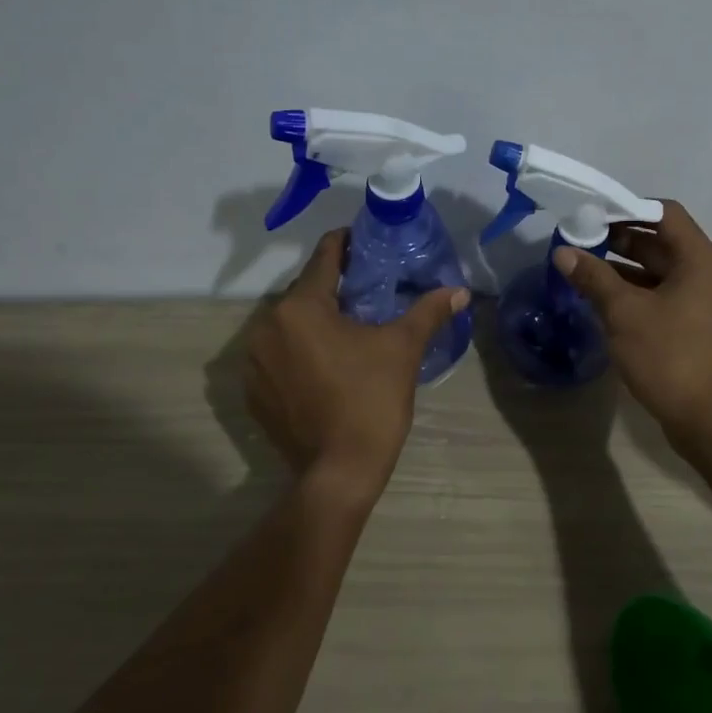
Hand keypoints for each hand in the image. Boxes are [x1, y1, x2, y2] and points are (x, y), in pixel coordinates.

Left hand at [245, 229, 469, 495]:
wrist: (340, 470)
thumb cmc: (372, 401)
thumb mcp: (403, 349)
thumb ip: (428, 311)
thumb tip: (459, 290)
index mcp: (301, 307)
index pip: (324, 257)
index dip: (347, 245)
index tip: (366, 242)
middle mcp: (266, 326)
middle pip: (304, 292)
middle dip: (333, 289)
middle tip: (367, 293)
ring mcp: (254, 362)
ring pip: (288, 325)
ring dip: (313, 322)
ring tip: (346, 332)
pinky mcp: (252, 392)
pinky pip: (276, 357)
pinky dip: (296, 353)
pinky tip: (323, 367)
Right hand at [552, 200, 711, 446]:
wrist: (706, 417)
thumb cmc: (668, 355)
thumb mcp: (624, 312)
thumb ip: (593, 278)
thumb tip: (563, 252)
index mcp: (697, 259)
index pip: (663, 213)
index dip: (627, 208)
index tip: (592, 214)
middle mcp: (703, 273)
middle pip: (659, 241)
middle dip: (618, 239)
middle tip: (578, 241)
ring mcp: (698, 301)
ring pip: (656, 271)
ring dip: (621, 268)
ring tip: (581, 268)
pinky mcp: (689, 326)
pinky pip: (658, 296)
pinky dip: (631, 292)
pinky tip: (600, 299)